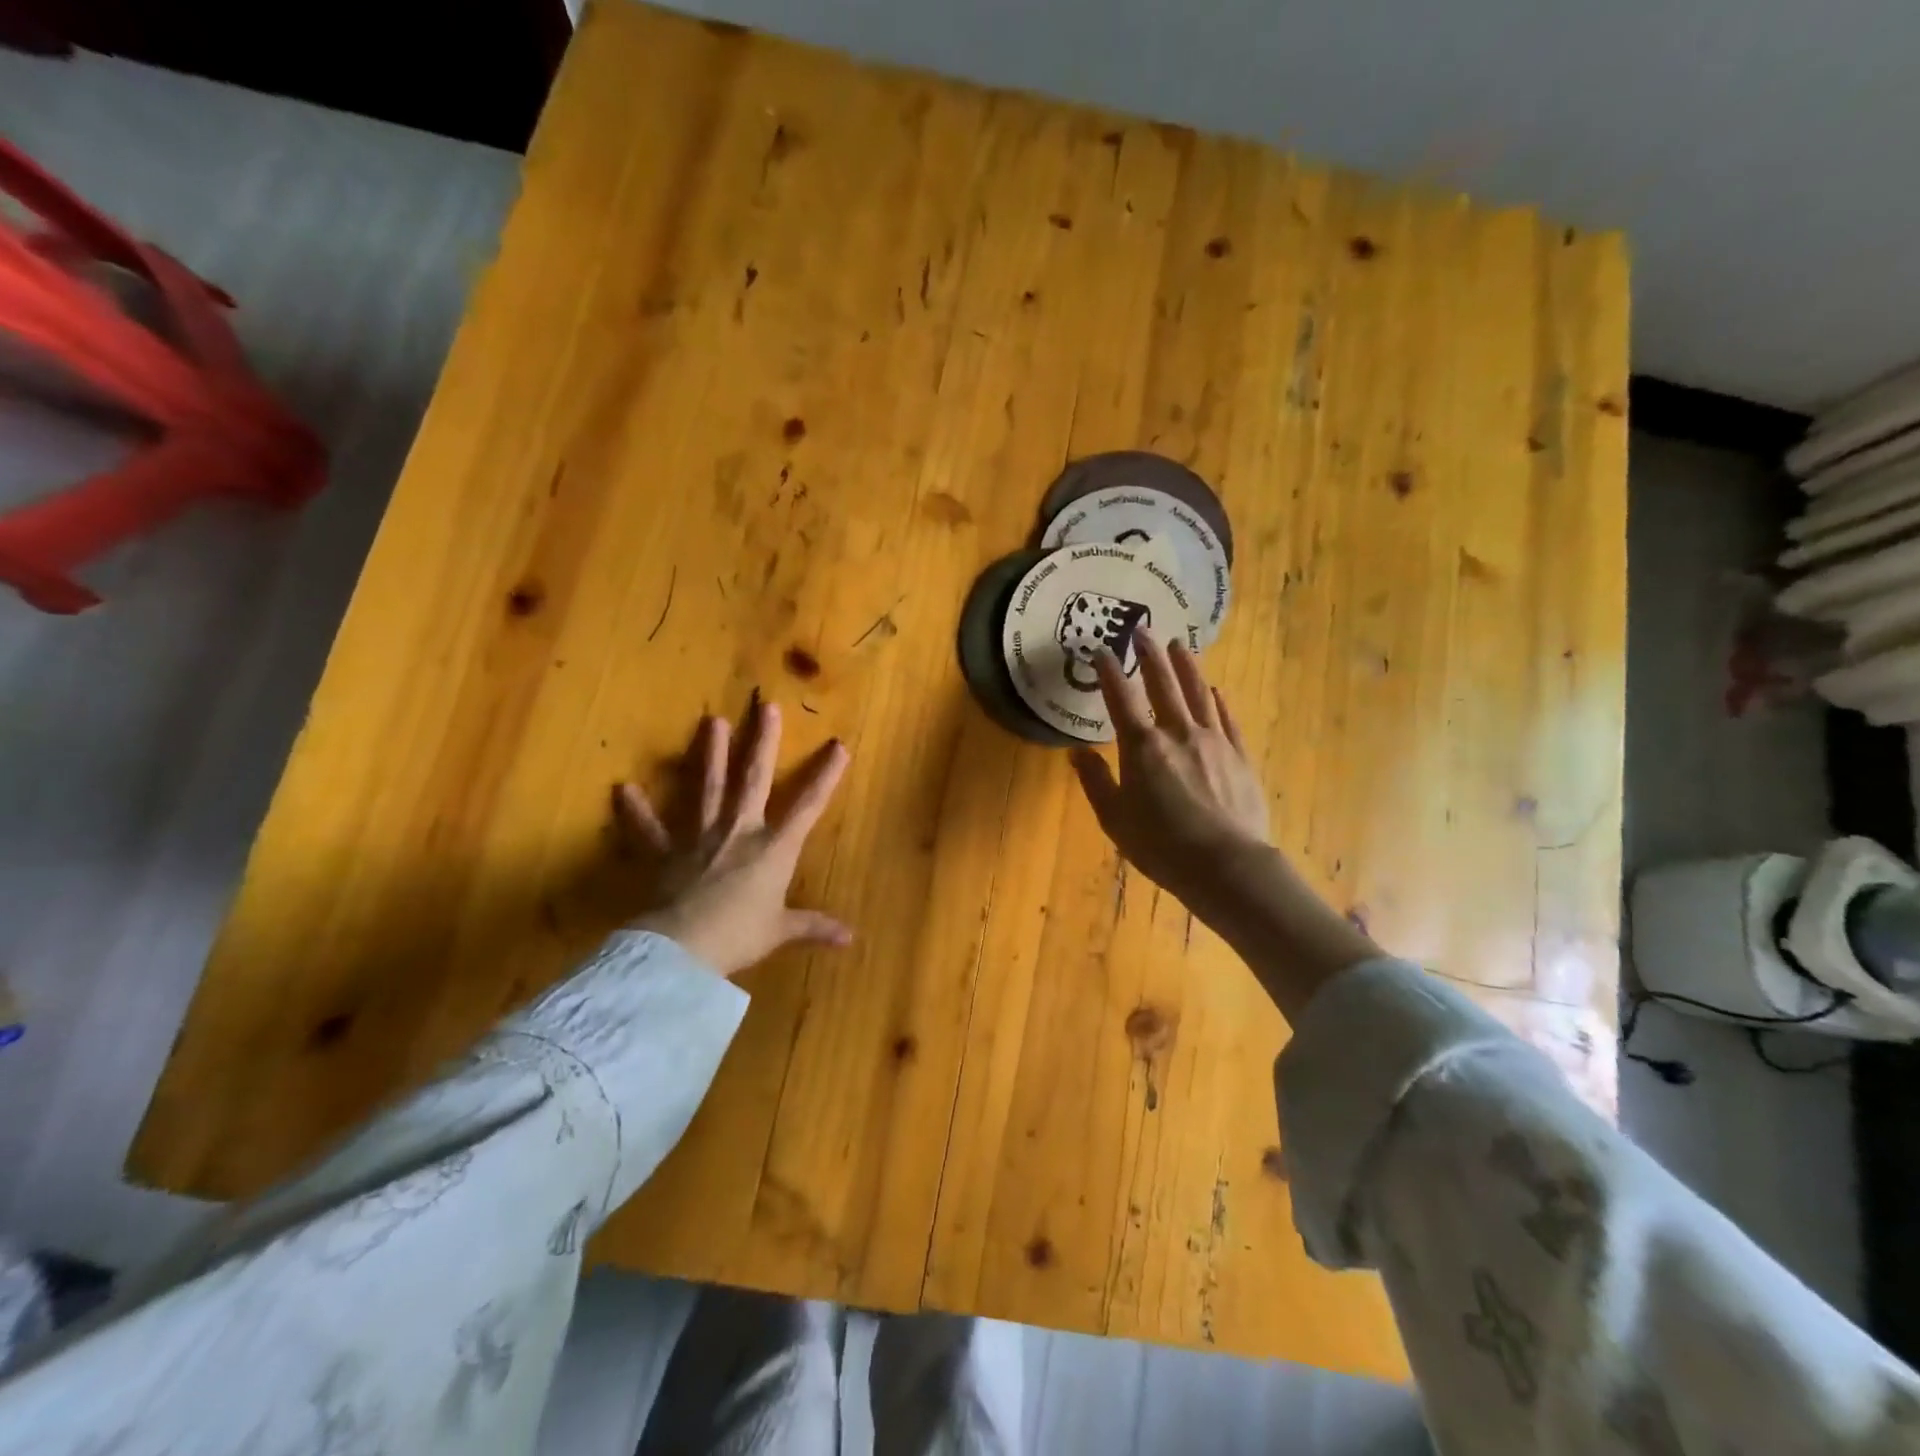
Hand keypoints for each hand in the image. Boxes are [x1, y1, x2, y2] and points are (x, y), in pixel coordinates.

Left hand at [615, 700, 851, 977]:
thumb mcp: (780, 931)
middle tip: (765, 706)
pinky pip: (649, 830)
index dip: (826, 776)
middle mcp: (738, 832)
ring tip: (710, 720)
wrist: (683, 949)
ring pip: (707, 788)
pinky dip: (636, 812)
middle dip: (762, 742)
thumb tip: (851, 939)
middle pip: (754, 780)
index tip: (839, 745)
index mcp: (773, 849)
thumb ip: (813, 926)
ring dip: (709, 754)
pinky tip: (623, 789)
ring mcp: (699, 838)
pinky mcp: (665, 853)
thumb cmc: (739, 936)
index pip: (807, 806)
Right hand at [1071, 628, 1270, 903]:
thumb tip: (1078, 752)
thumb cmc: (1161, 846)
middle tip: (1142, 630)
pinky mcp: (1239, 755)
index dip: (1108, 671)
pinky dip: (1218, 701)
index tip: (1100, 650)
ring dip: (1187, 666)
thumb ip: (1096, 781)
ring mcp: (1213, 741)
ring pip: (1198, 692)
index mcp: (1142, 747)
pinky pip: (1227, 719)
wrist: (1226, 865)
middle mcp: (1178, 733)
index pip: (1121, 698)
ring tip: (1180, 645)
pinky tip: (1215, 690)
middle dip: (1150, 654)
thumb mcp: (1115, 819)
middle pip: (1162, 684)